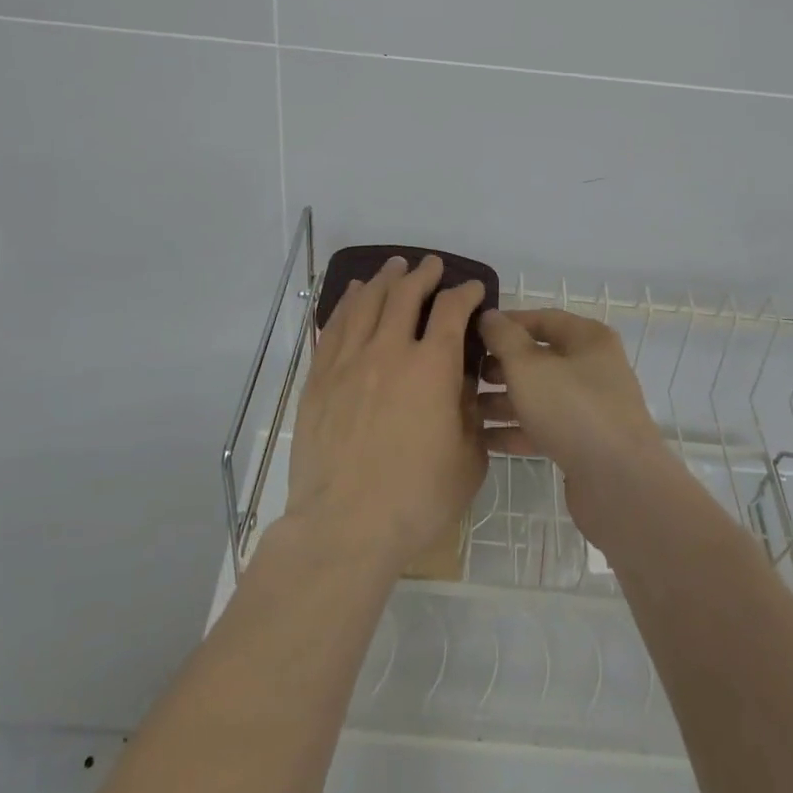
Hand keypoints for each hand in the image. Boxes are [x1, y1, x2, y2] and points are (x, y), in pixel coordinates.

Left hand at [285, 255, 487, 578]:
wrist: (344, 526)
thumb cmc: (416, 498)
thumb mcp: (469, 458)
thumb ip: (468, 411)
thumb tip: (458, 381)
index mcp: (431, 367)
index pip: (451, 310)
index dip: (465, 293)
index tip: (473, 289)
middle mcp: (388, 351)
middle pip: (404, 295)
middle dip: (422, 274)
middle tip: (431, 266)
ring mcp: (348, 362)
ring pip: (366, 303)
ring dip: (384, 280)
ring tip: (393, 268)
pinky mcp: (319, 379)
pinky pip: (334, 326)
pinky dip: (347, 303)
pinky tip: (353, 296)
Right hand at [477, 309, 675, 543]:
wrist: (619, 483)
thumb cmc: (572, 408)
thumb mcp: (528, 365)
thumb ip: (504, 337)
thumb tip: (489, 316)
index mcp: (588, 339)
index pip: (542, 319)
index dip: (506, 323)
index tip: (472, 334)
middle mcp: (593, 368)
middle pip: (539, 358)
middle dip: (500, 366)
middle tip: (466, 375)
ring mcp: (590, 407)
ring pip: (539, 395)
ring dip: (503, 400)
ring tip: (465, 408)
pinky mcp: (584, 443)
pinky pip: (543, 427)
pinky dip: (516, 430)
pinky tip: (483, 438)